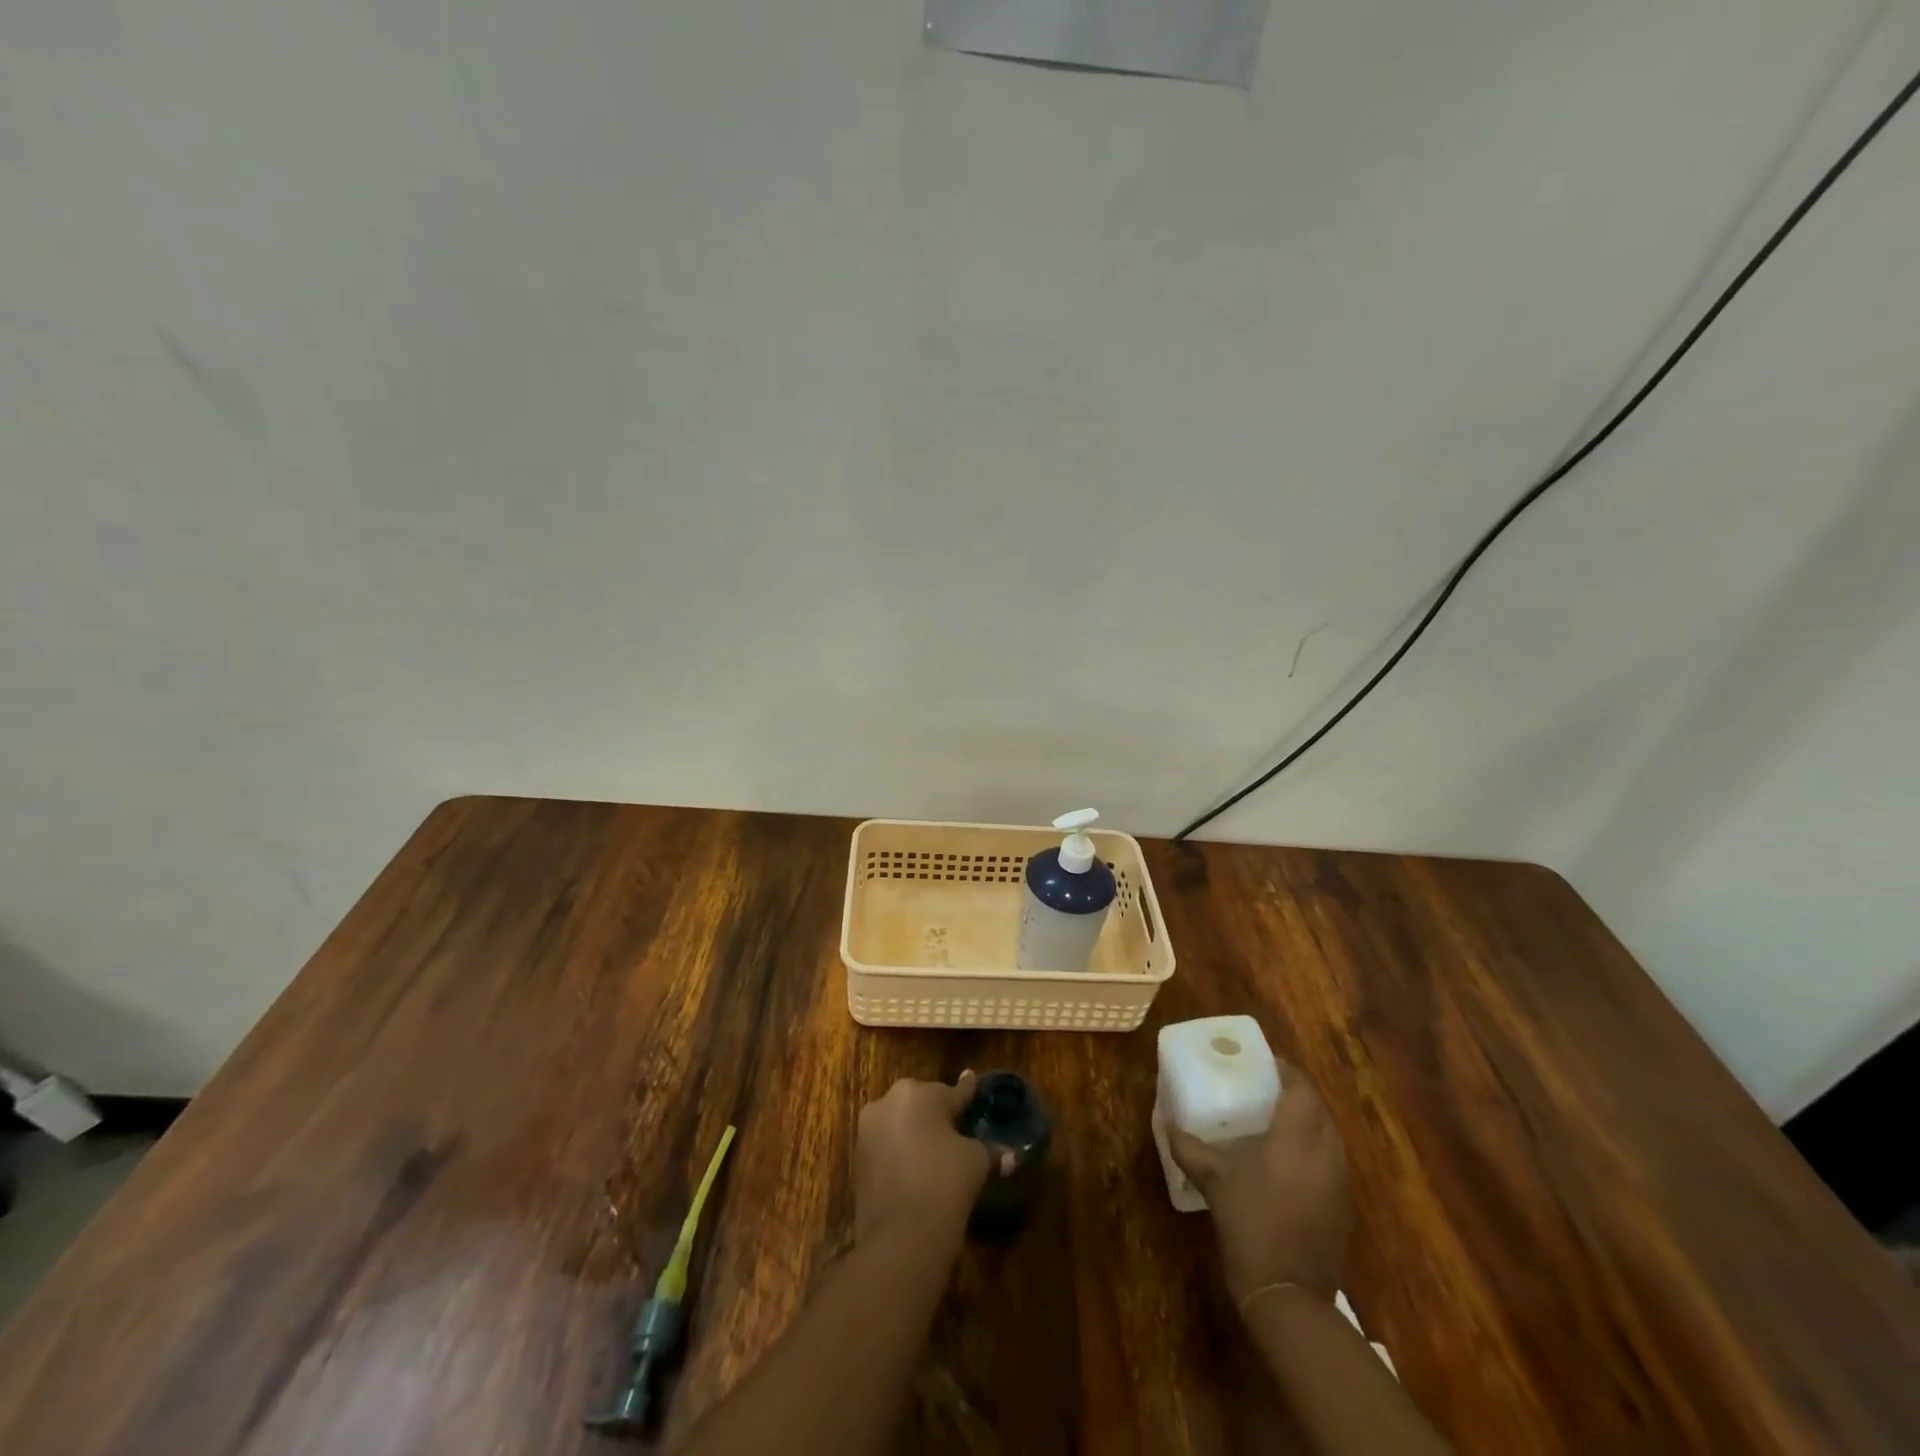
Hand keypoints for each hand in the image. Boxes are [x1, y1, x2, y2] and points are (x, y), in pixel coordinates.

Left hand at [854, 1072, 1004, 1249]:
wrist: (900, 1238)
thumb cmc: (944, 1183)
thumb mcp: (976, 1162)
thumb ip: (991, 1151)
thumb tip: (1012, 1156)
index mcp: (917, 1093)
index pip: (952, 1092)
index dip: (967, 1092)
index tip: (972, 1080)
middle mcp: (887, 1102)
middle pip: (922, 1104)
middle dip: (939, 1116)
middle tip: (960, 1131)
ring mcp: (868, 1131)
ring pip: (901, 1124)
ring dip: (918, 1134)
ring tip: (939, 1153)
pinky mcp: (858, 1159)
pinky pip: (887, 1147)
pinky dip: (902, 1153)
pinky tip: (918, 1170)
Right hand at [1166, 1063, 1350, 1303]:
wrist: (1289, 1296)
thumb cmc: (1250, 1226)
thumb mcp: (1214, 1182)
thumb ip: (1190, 1148)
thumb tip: (1167, 1123)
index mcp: (1296, 1138)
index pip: (1301, 1089)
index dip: (1286, 1071)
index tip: (1264, 1063)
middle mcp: (1325, 1153)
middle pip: (1319, 1109)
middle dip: (1297, 1094)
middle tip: (1266, 1089)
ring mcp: (1339, 1183)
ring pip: (1329, 1135)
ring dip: (1308, 1121)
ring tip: (1277, 1121)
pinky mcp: (1343, 1208)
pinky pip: (1331, 1162)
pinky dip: (1314, 1150)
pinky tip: (1289, 1163)